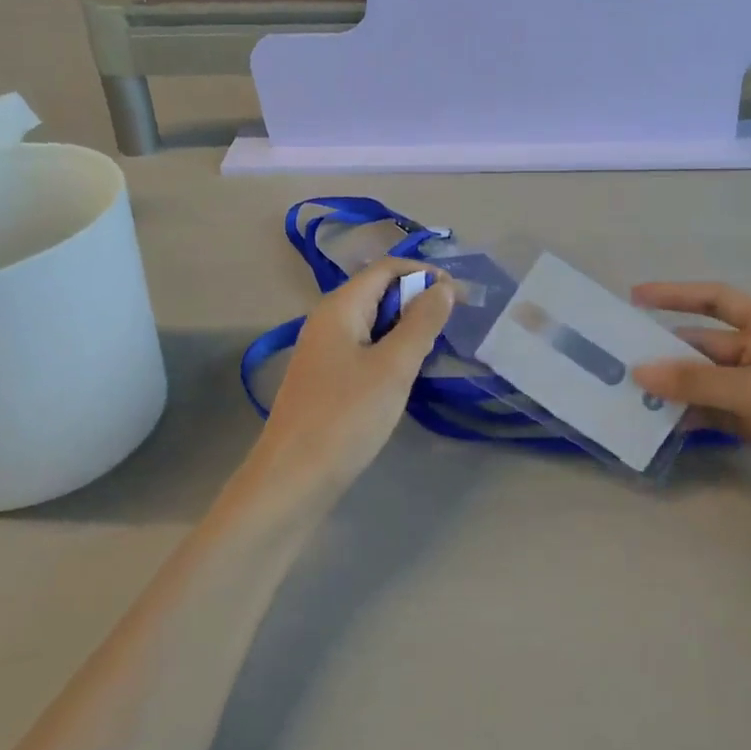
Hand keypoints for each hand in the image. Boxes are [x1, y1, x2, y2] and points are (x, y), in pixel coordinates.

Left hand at [251, 258, 454, 494]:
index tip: (459, 295)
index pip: (385, 268)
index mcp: (339, 307)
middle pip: (377, 292)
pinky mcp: (325, 379)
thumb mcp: (393, 367)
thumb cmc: (346, 417)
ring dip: (405, 327)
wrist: (292, 481)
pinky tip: (405, 374)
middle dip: (416, 299)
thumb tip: (444, 287)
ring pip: (372, 323)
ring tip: (435, 348)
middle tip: (452, 325)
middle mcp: (326, 321)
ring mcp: (323, 351)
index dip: (423, 273)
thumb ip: (421, 323)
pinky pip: (363, 349)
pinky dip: (389, 350)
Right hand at [631, 282, 750, 535]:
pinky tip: (660, 424)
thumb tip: (639, 372)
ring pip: (706, 380)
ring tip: (628, 395)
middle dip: (665, 350)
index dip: (674, 295)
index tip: (633, 298)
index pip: (715, 298)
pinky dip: (690, 414)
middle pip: (704, 343)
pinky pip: (715, 410)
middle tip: (618, 360)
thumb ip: (697, 382)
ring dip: (674, 386)